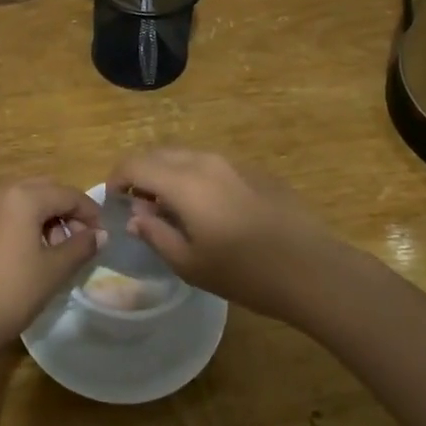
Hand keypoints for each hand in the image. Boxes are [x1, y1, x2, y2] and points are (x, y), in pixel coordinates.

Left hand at [0, 179, 104, 363]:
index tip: (103, 236)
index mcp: (24, 196)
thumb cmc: (12, 292)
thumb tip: (100, 234)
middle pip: (47, 190)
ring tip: (61, 249)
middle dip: (68, 211)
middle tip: (82, 241)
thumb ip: (81, 246)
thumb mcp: (54, 270)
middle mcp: (3, 190)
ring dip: (49, 216)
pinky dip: (29, 222)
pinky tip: (36, 251)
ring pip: (28, 199)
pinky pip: (11, 210)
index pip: (69, 194)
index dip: (90, 213)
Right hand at [107, 148, 341, 320]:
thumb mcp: (189, 263)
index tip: (114, 201)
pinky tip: (207, 210)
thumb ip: (155, 234)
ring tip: (170, 208)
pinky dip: (194, 177)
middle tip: (138, 205)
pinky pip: (211, 165)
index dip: (117, 178)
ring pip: (186, 156)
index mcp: (183, 181)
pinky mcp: (254, 171)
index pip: (135, 164)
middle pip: (159, 153)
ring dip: (167, 173)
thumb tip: (136, 217)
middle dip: (140, 173)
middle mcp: (205, 161)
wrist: (312, 268)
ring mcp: (232, 163)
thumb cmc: (244, 272)